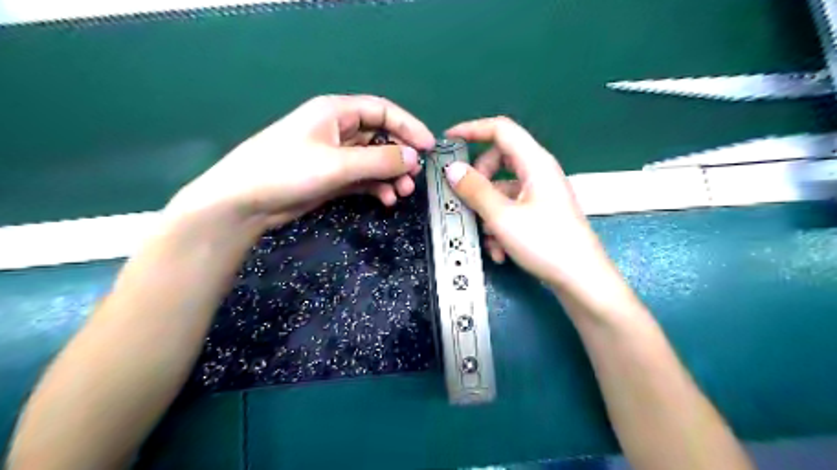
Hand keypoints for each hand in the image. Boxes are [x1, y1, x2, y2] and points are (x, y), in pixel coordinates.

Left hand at [166, 95, 435, 234]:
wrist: (246, 202)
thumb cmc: (288, 170)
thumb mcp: (338, 163)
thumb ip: (380, 160)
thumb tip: (415, 157)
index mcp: (336, 112)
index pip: (382, 111)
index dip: (408, 126)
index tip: (429, 147)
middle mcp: (338, 130)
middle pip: (381, 136)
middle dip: (401, 156)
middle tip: (415, 177)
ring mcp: (336, 155)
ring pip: (374, 160)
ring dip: (391, 175)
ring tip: (403, 193)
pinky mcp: (333, 177)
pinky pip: (364, 178)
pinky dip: (377, 187)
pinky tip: (387, 199)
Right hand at [445, 116, 613, 292]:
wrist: (581, 280)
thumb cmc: (545, 243)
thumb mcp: (502, 216)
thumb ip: (475, 190)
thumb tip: (452, 169)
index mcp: (535, 163)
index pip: (500, 129)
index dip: (472, 129)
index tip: (447, 140)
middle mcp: (538, 173)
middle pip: (498, 160)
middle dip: (478, 181)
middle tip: (466, 199)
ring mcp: (539, 194)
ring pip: (501, 190)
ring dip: (488, 212)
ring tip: (487, 239)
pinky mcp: (539, 213)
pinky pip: (511, 209)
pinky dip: (500, 226)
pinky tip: (499, 251)